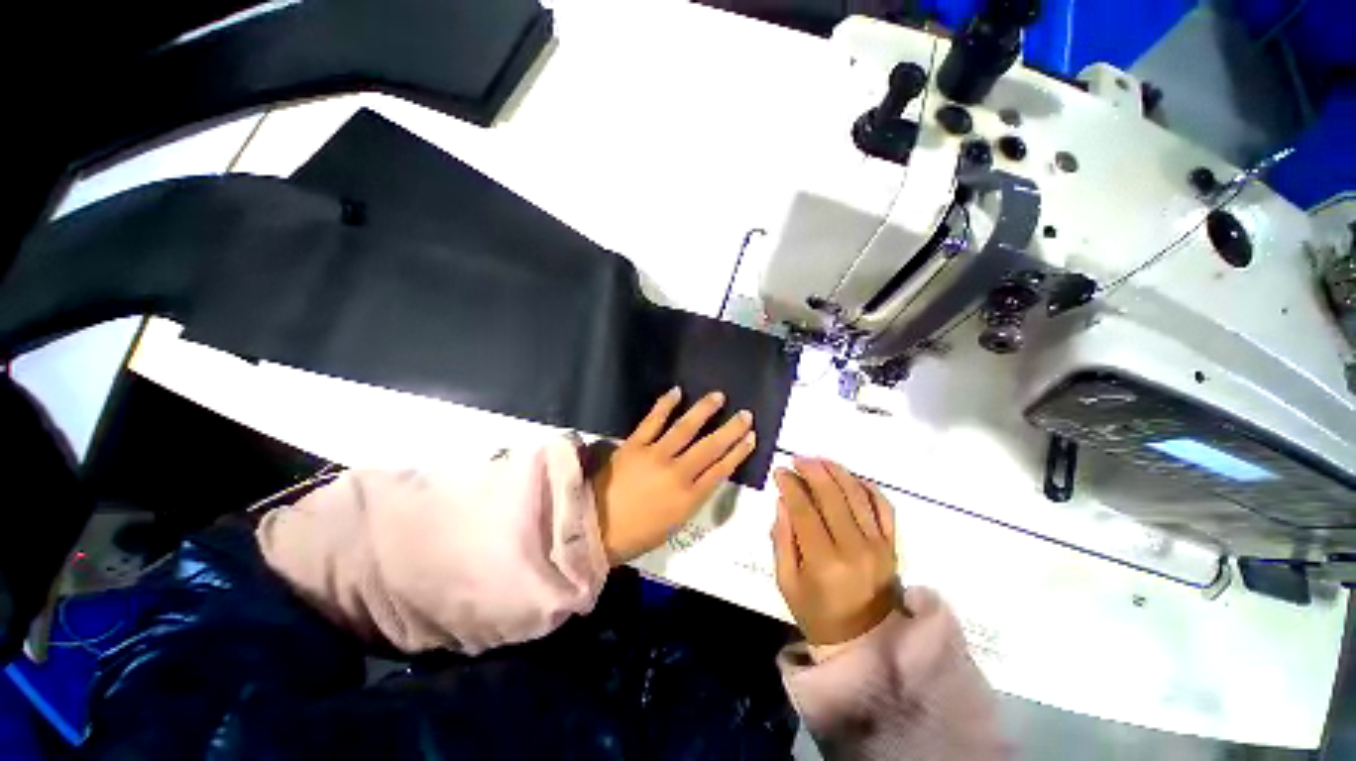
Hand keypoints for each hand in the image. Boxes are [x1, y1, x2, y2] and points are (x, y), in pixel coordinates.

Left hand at [591, 388, 755, 563]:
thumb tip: (706, 474)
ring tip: (718, 396)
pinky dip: (665, 405)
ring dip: (704, 410)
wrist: (595, 528)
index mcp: (689, 498)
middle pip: (710, 447)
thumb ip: (693, 497)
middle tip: (745, 414)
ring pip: (686, 428)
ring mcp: (655, 455)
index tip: (751, 437)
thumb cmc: (638, 533)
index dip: (738, 452)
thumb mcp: (675, 523)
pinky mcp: (635, 445)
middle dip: (731, 429)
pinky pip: (653, 420)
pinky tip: (676, 392)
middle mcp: (677, 473)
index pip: (721, 469)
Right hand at [772, 458, 898, 644]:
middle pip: (832, 495)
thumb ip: (782, 539)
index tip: (780, 472)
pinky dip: (867, 487)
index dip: (791, 486)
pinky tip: (850, 478)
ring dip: (837, 472)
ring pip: (857, 494)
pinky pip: (883, 507)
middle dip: (812, 470)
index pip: (804, 510)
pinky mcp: (893, 545)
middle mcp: (854, 548)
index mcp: (824, 562)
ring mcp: (879, 545)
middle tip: (798, 459)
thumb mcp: (787, 581)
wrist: (866, 643)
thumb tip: (783, 501)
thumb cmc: (817, 613)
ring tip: (819, 461)